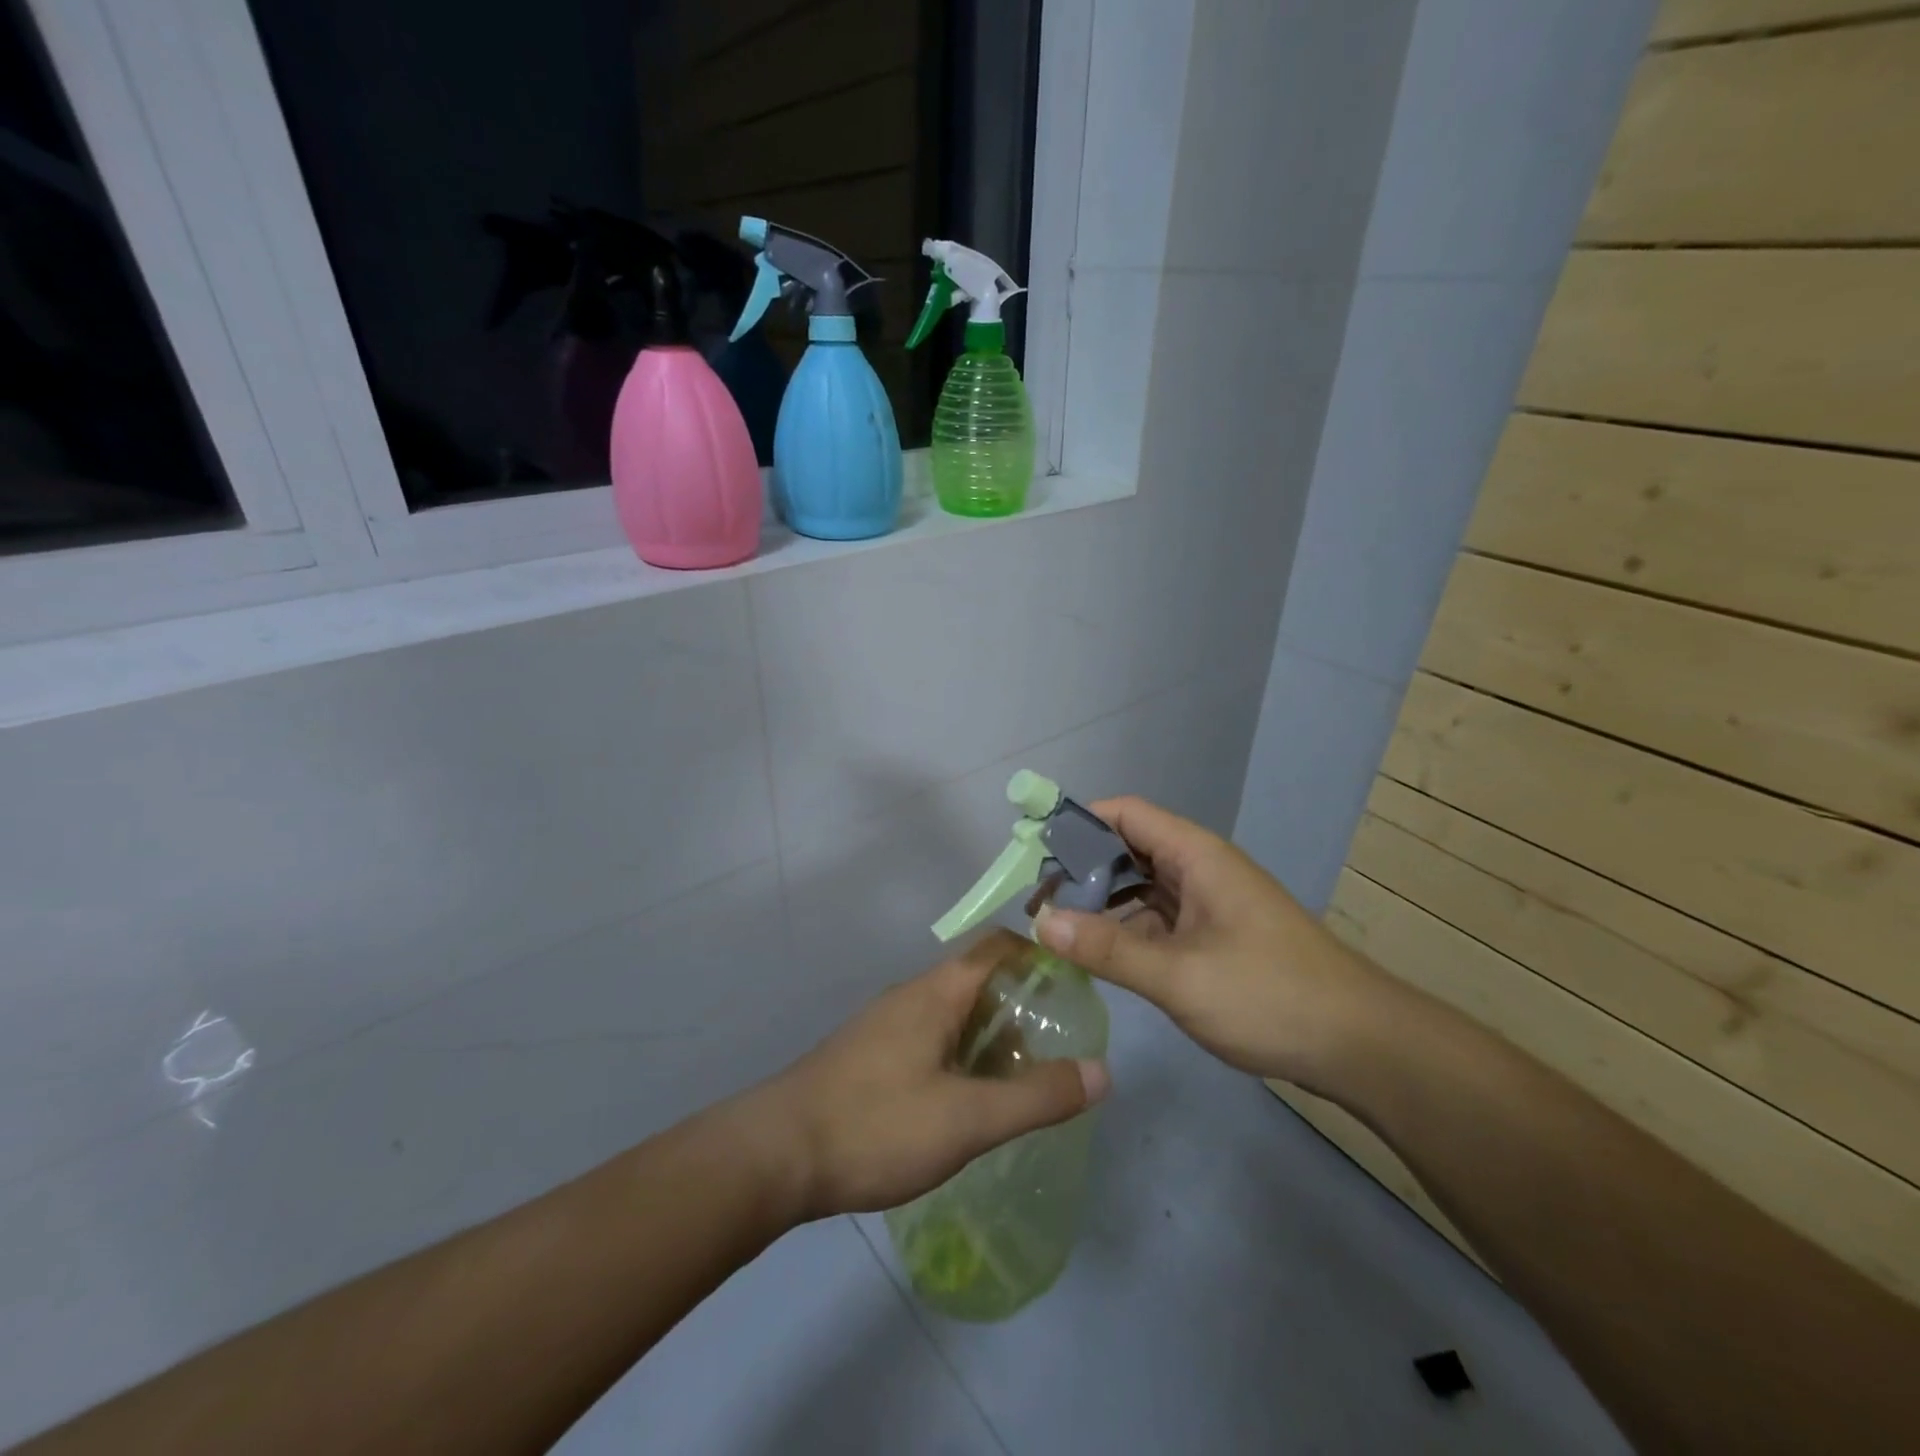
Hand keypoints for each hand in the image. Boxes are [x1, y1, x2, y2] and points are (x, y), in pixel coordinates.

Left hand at [754, 930, 1109, 1219]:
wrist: (774, 1156)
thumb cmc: (875, 1125)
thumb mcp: (966, 1119)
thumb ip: (1036, 1097)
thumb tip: (1103, 1071)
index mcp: (936, 992)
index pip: (997, 948)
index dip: (1040, 956)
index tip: (1077, 986)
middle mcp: (911, 996)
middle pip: (978, 981)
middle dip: (1021, 1007)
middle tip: (1061, 1045)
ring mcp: (886, 1026)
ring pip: (953, 1015)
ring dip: (991, 1036)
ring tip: (1026, 1077)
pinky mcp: (869, 1057)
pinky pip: (930, 1040)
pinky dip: (962, 1056)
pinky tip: (970, 1100)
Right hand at [1033, 796, 1389, 1090]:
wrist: (1360, 1045)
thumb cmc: (1270, 996)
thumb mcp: (1179, 976)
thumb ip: (1106, 950)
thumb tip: (1040, 922)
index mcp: (1195, 856)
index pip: (1125, 814)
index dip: (1078, 823)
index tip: (1034, 852)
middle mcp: (1199, 869)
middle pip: (1127, 849)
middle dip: (1081, 869)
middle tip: (1037, 902)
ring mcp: (1208, 904)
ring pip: (1140, 888)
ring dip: (1101, 903)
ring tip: (1056, 929)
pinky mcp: (1213, 937)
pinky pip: (1156, 920)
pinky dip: (1125, 931)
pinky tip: (1097, 955)